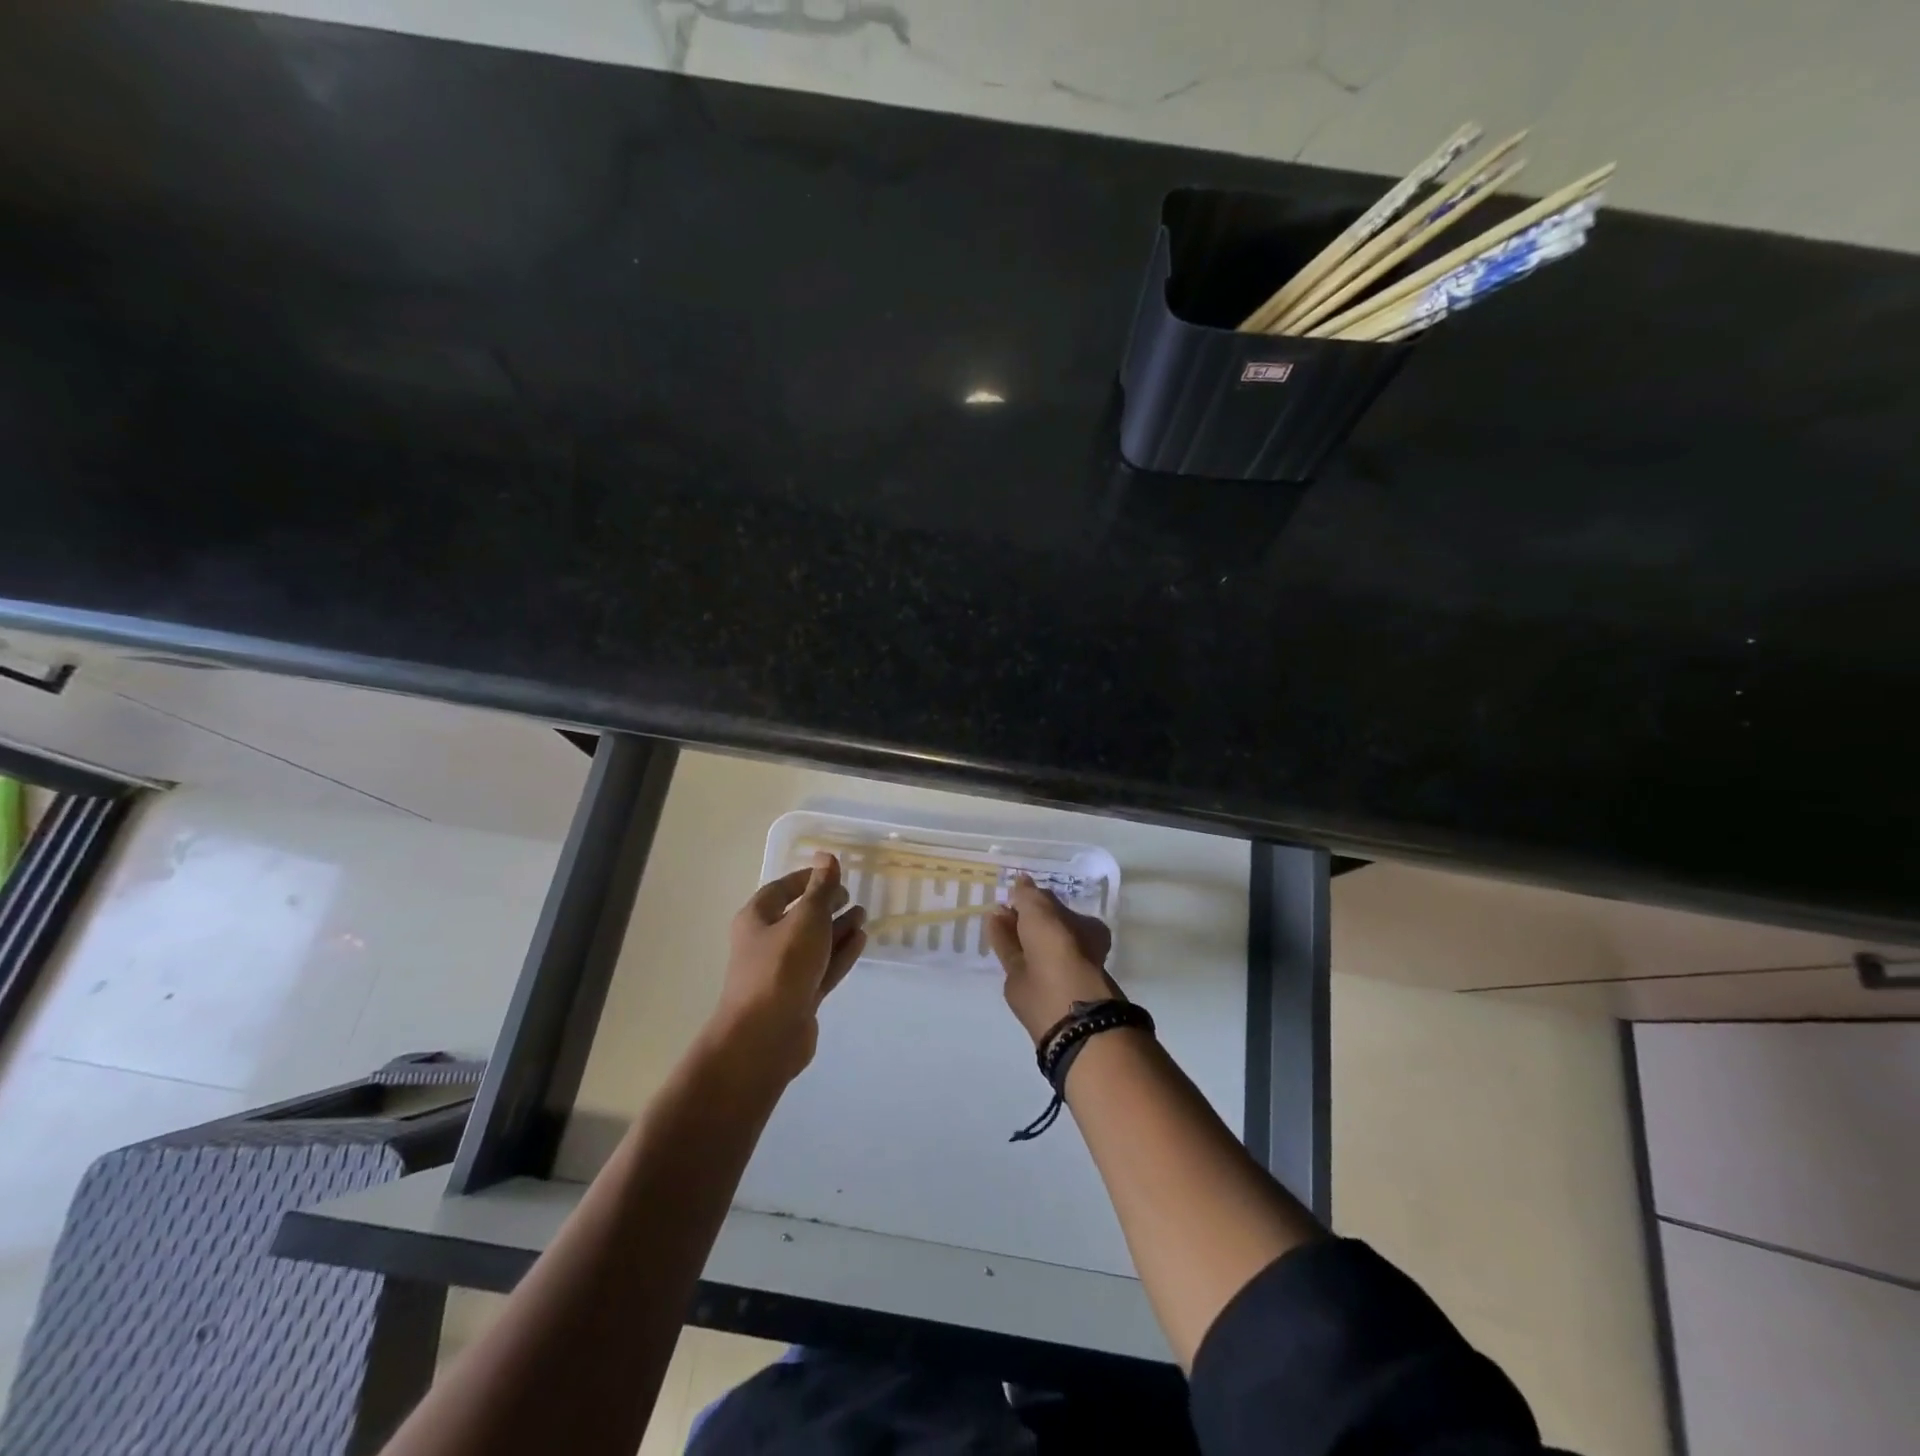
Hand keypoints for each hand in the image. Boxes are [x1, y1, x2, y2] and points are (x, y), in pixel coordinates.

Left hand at [715, 853, 867, 1079]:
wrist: (764, 1038)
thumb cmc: (781, 968)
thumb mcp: (806, 919)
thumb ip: (821, 889)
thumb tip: (826, 856)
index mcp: (757, 919)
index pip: (782, 889)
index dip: (808, 879)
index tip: (834, 873)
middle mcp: (767, 943)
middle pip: (799, 917)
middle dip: (826, 905)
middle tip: (852, 896)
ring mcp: (784, 973)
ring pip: (814, 944)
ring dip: (838, 929)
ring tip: (863, 915)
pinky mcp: (800, 997)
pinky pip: (823, 968)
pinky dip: (841, 953)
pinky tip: (861, 940)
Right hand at [987, 875, 1119, 1045]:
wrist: (1057, 997)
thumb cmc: (1059, 943)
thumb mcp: (1042, 908)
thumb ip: (1029, 894)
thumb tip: (1020, 881)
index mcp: (1085, 929)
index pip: (1062, 910)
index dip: (1043, 900)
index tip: (1023, 890)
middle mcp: (1068, 947)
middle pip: (1042, 926)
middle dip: (1024, 913)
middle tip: (1005, 899)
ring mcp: (1046, 966)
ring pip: (1025, 941)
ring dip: (1010, 925)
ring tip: (994, 909)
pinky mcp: (1024, 980)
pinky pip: (1011, 953)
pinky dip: (1001, 939)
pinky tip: (989, 924)